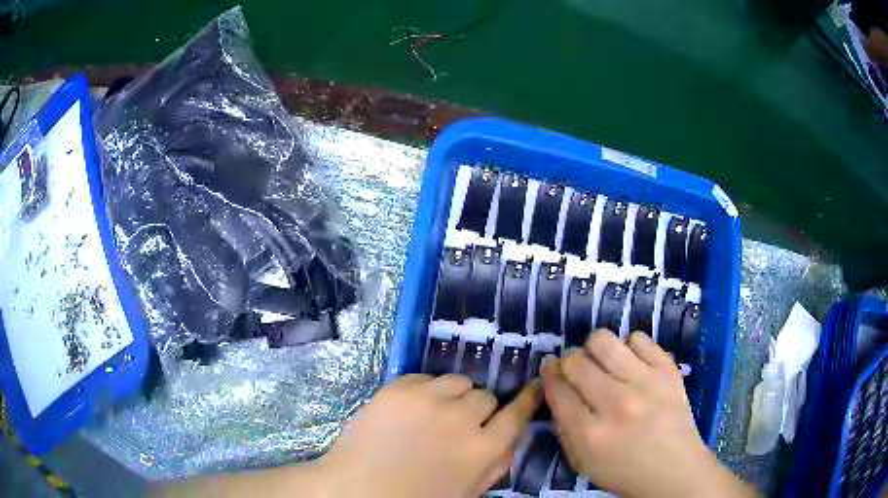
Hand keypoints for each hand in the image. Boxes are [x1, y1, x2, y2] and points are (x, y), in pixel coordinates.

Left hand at [317, 373, 542, 497]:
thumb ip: (494, 466)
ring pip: (458, 381)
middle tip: (460, 422)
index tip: (535, 385)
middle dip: (478, 409)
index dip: (528, 399)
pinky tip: (412, 407)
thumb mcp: (466, 492)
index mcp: (481, 450)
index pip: (517, 415)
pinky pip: (426, 377)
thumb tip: (509, 440)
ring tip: (436, 411)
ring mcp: (428, 400)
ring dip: (454, 395)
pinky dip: (425, 389)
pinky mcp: (398, 388)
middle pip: (486, 396)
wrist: (358, 489)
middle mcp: (461, 419)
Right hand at [542, 330, 755, 497]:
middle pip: (576, 361)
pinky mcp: (667, 370)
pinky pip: (639, 338)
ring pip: (604, 340)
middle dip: (568, 361)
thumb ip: (564, 427)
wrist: (674, 469)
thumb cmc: (624, 471)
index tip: (550, 370)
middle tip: (576, 369)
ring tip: (602, 361)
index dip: (549, 374)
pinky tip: (631, 363)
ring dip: (594, 348)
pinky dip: (629, 347)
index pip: (557, 388)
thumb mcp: (582, 462)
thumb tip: (557, 390)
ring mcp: (645, 382)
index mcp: (590, 433)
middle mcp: (616, 403)